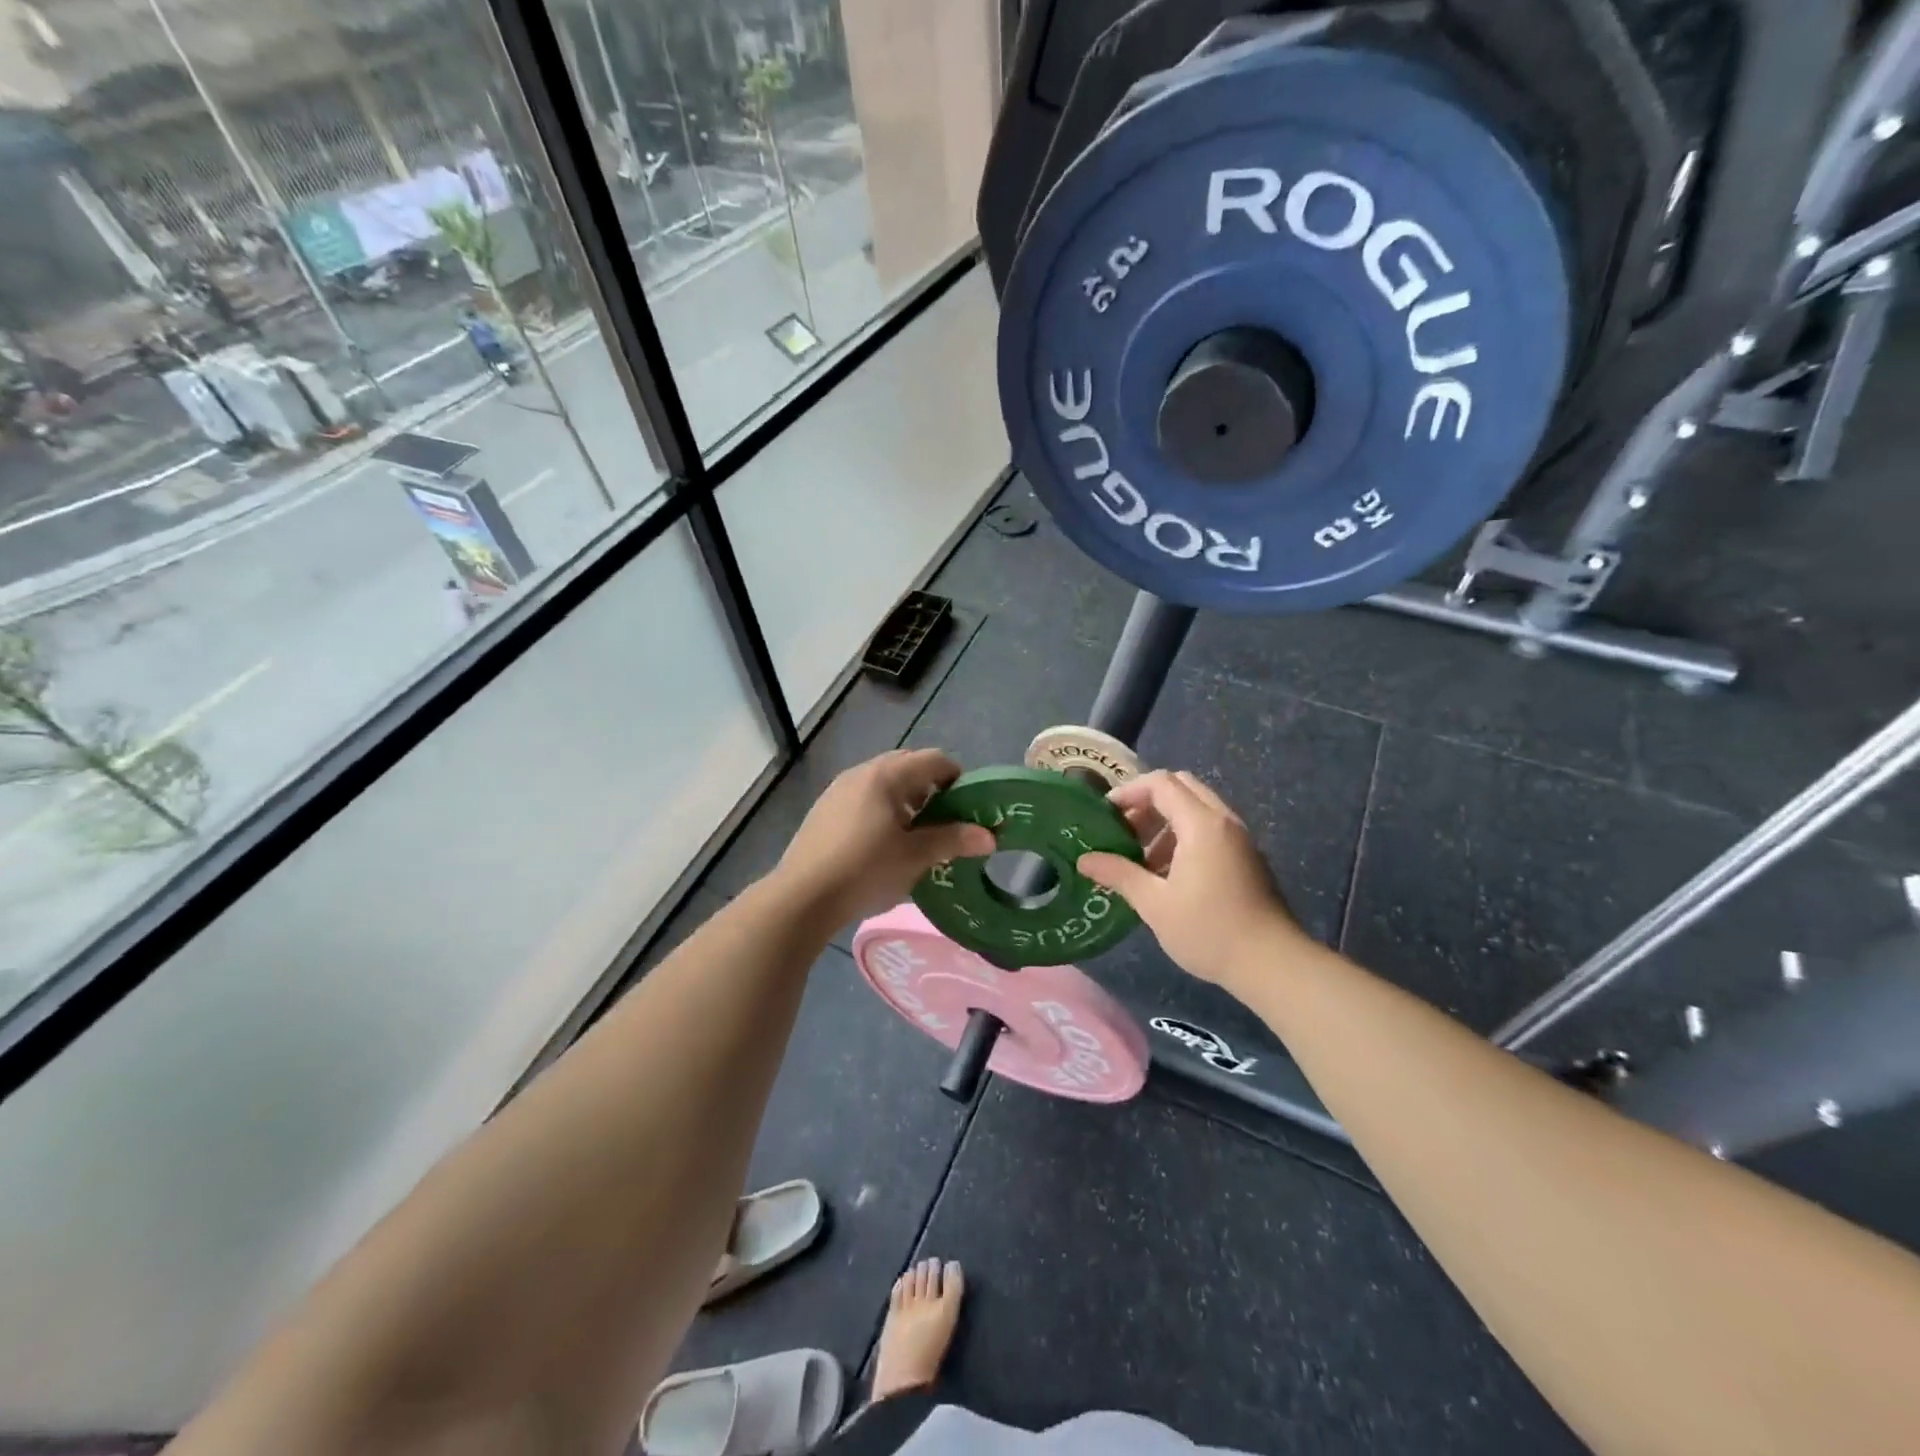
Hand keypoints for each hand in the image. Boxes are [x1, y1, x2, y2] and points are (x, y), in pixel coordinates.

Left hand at [773, 749, 994, 926]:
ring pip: (884, 784)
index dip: (957, 778)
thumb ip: (953, 840)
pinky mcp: (824, 811)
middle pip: (907, 767)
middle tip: (944, 822)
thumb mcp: (915, 857)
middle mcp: (861, 773)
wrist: (801, 898)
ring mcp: (838, 790)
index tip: (968, 807)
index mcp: (886, 775)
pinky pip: (863, 799)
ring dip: (906, 801)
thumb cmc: (865, 870)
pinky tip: (881, 846)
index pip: (933, 759)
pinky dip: (882, 811)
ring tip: (915, 837)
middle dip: (931, 789)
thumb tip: (990, 836)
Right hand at [1077, 770, 1304, 990]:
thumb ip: (1119, 874)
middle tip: (1123, 830)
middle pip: (1181, 787)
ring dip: (1165, 822)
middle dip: (1147, 802)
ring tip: (1141, 858)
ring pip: (1196, 808)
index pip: (1160, 783)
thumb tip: (1084, 860)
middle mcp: (1223, 821)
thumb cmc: (1208, 930)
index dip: (1128, 792)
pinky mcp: (1247, 857)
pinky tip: (1168, 874)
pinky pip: (1210, 829)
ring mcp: (1239, 838)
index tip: (1104, 814)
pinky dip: (1184, 836)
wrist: (1272, 963)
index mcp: (1201, 824)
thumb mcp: (1154, 904)